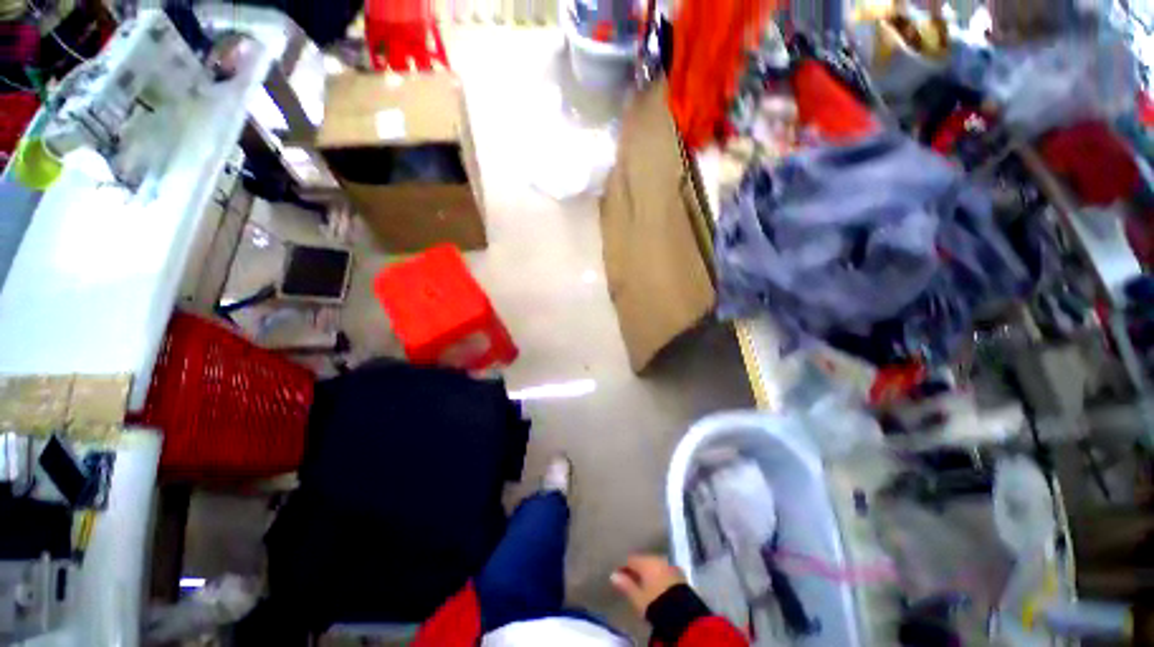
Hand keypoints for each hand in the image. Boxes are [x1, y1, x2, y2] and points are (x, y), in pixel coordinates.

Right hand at [610, 555, 685, 616]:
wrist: (682, 613)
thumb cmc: (655, 603)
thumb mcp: (637, 598)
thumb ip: (625, 585)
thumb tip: (613, 575)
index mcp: (646, 561)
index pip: (630, 559)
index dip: (624, 568)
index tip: (619, 577)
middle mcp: (658, 558)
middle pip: (643, 561)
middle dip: (638, 570)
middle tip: (631, 582)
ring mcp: (670, 565)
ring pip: (655, 565)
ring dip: (649, 573)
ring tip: (644, 586)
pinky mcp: (679, 574)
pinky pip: (664, 571)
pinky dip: (659, 576)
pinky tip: (657, 587)